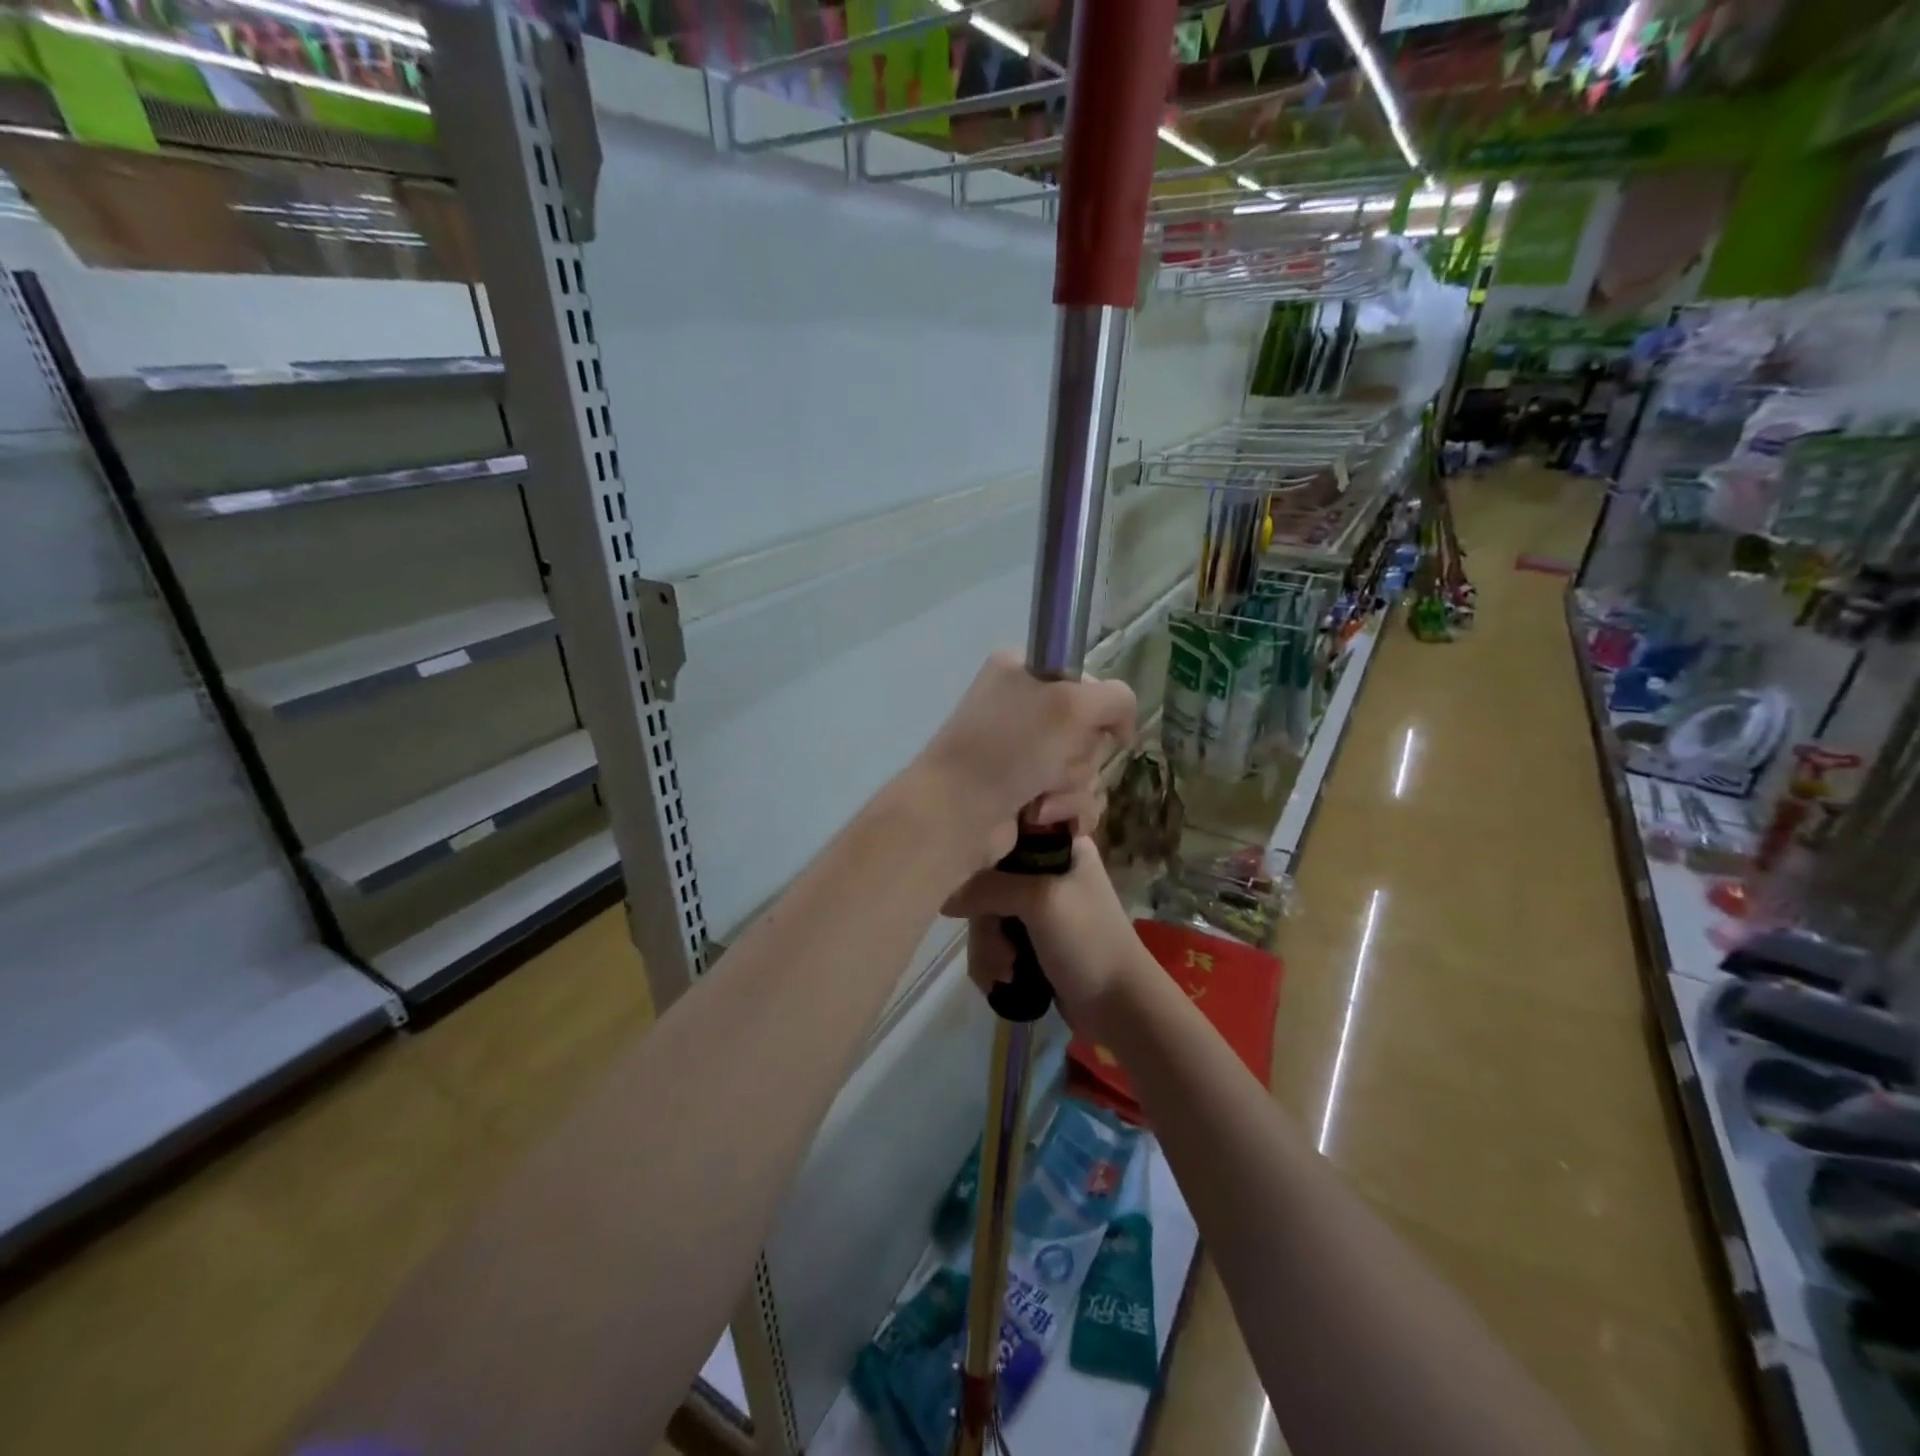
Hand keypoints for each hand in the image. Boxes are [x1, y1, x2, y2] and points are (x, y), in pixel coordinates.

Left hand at [909, 651, 1135, 871]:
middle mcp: (1022, 707)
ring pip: (1085, 769)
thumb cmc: (1011, 748)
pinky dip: (1064, 811)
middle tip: (1051, 764)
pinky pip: (1072, 799)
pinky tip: (1043, 817)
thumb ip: (1116, 700)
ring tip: (1038, 798)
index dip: (1096, 709)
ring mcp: (1022, 753)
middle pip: (1090, 731)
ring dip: (1070, 789)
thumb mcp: (1073, 706)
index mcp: (1023, 671)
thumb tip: (1121, 727)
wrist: (958, 813)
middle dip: (1079, 756)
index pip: (1088, 682)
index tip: (1095, 727)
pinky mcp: (1026, 792)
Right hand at [943, 838, 1154, 1045]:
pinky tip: (1004, 982)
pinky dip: (992, 962)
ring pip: (986, 915)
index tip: (976, 874)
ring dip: (988, 948)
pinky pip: (992, 941)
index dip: (986, 847)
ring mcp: (1037, 909)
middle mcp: (1046, 870)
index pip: (1009, 826)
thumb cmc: (1088, 940)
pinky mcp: (1029, 942)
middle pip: (988, 879)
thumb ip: (987, 887)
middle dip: (986, 920)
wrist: (1120, 1007)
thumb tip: (945, 898)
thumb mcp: (1040, 900)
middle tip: (1002, 947)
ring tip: (1006, 972)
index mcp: (1060, 846)